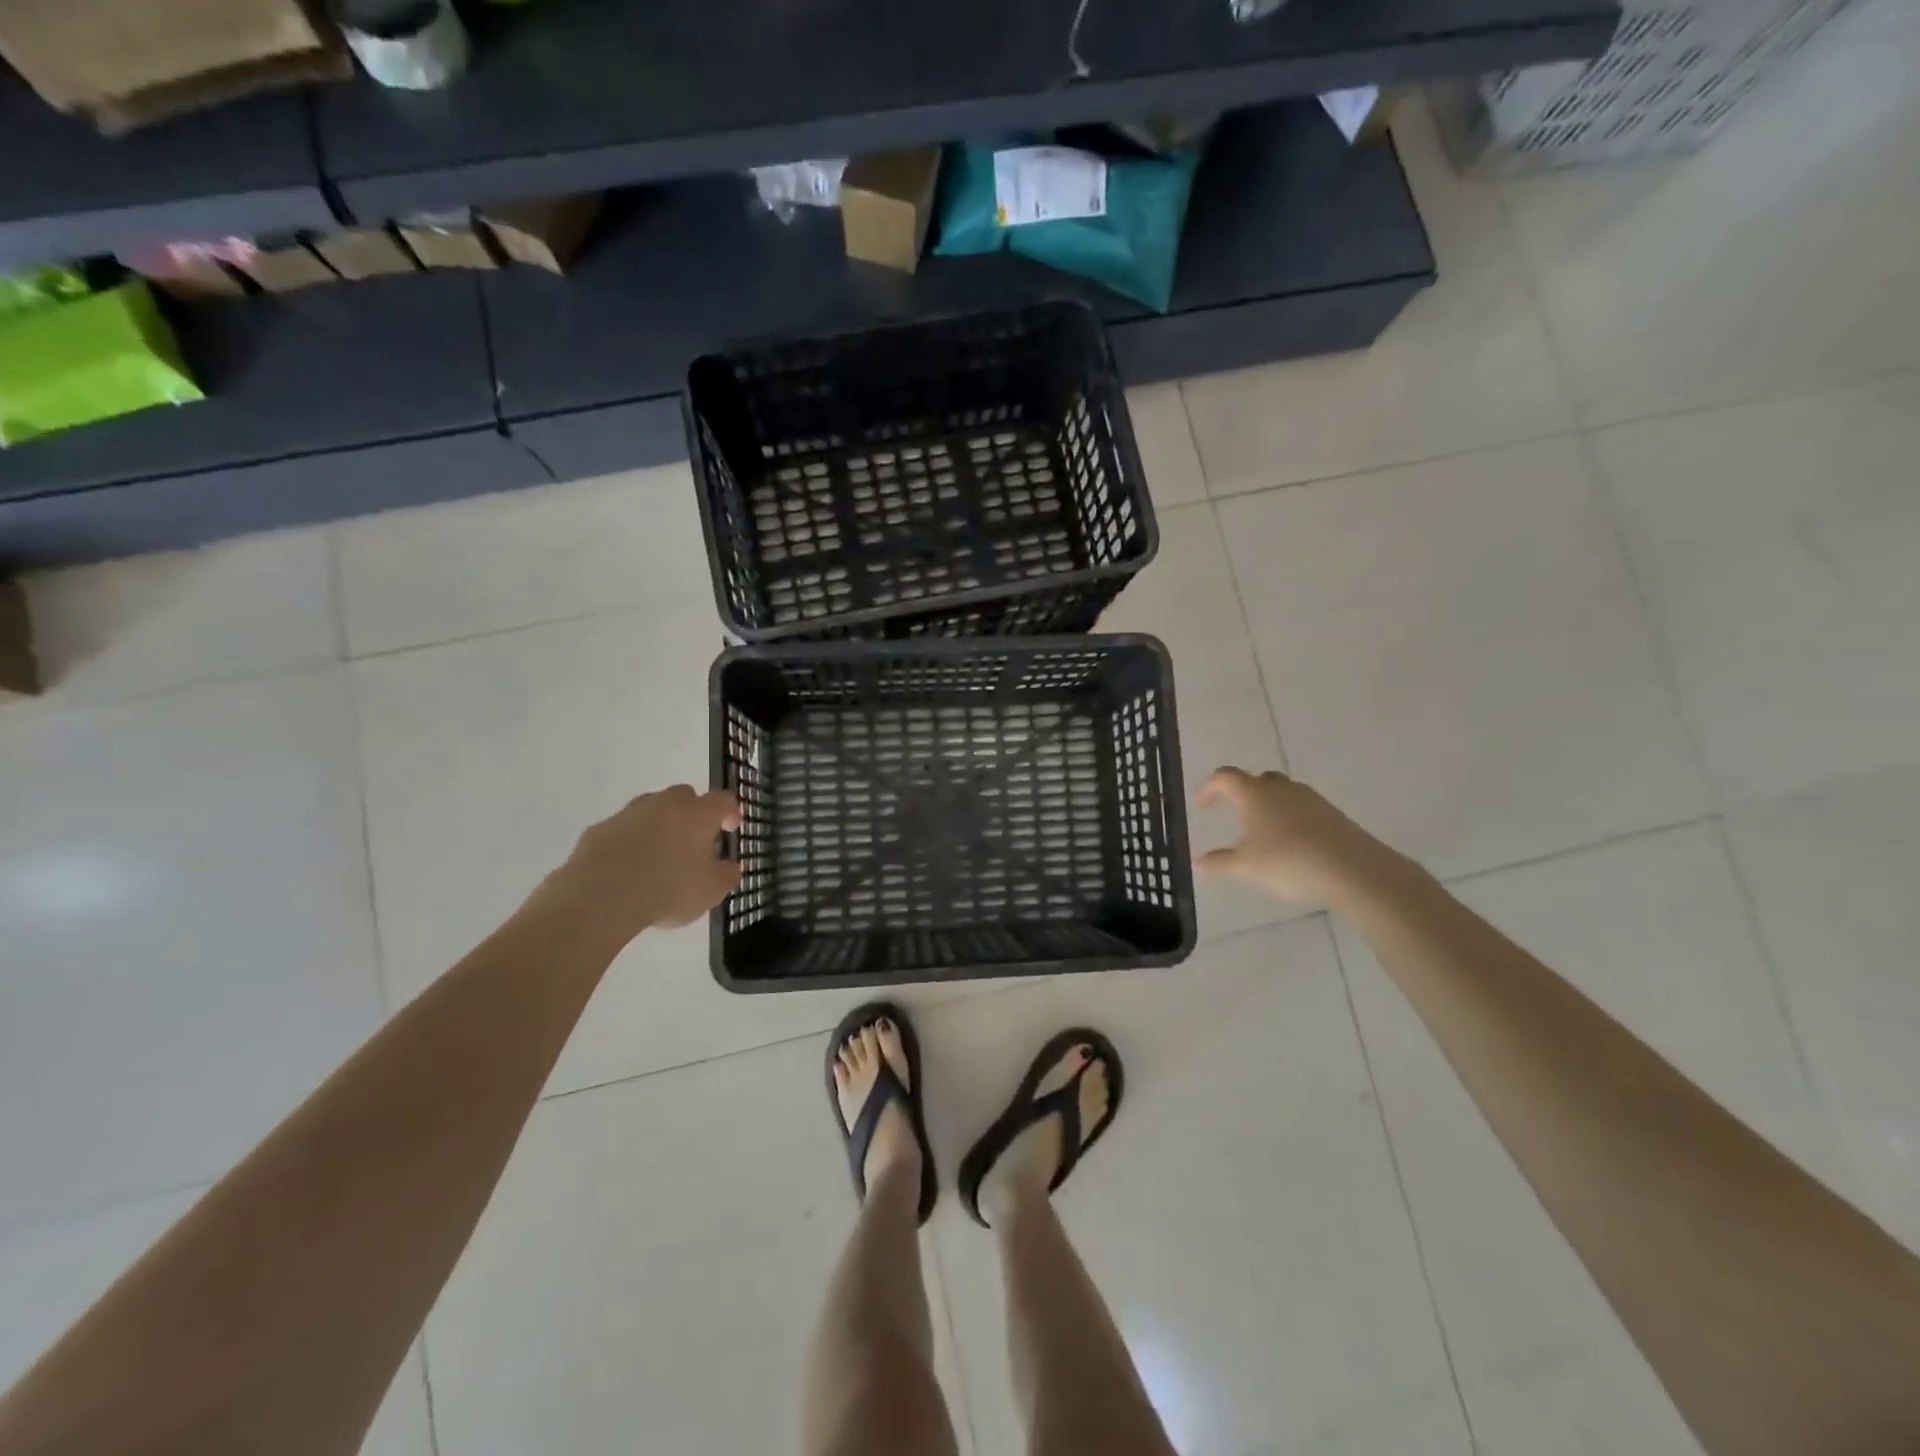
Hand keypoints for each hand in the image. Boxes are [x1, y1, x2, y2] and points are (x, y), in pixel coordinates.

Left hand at [540, 785, 741, 943]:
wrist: (599, 898)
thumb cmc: (667, 891)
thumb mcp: (711, 891)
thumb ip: (726, 875)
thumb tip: (730, 866)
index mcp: (697, 814)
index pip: (723, 800)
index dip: (730, 812)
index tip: (730, 827)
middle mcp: (664, 804)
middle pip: (685, 796)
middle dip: (692, 813)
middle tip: (694, 840)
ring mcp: (628, 813)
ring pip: (651, 809)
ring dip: (659, 825)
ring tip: (659, 855)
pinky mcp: (599, 829)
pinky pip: (622, 830)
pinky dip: (630, 841)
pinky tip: (628, 867)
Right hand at [1196, 767, 1393, 908]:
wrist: (1353, 870)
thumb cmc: (1288, 862)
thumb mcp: (1245, 868)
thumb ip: (1219, 863)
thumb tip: (1198, 861)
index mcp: (1254, 794)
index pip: (1225, 777)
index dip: (1209, 787)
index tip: (1202, 805)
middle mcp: (1282, 789)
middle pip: (1258, 779)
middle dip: (1243, 792)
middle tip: (1235, 813)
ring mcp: (1312, 800)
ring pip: (1284, 793)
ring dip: (1270, 806)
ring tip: (1265, 832)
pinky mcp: (1334, 815)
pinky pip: (1305, 810)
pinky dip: (1293, 820)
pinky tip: (1294, 845)